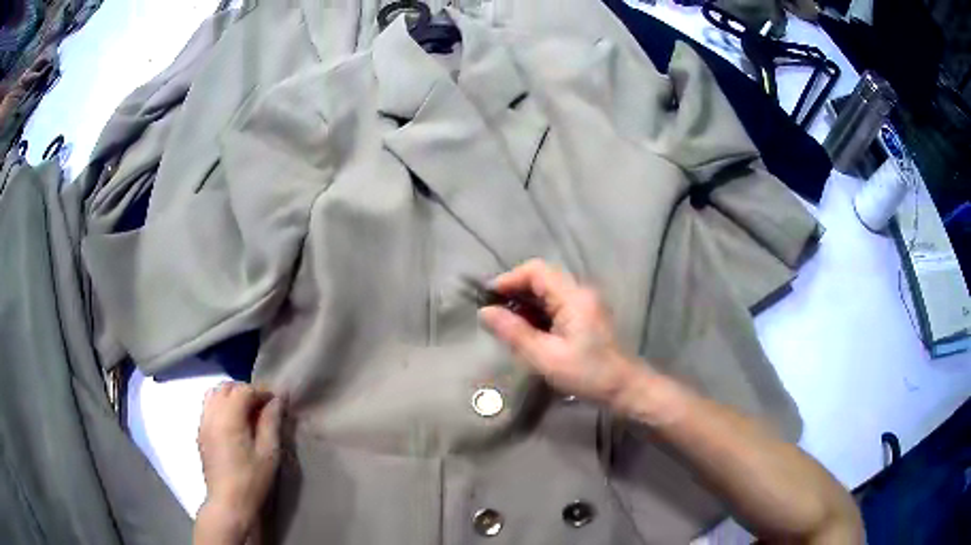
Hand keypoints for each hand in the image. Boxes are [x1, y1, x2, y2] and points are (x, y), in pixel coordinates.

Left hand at [197, 383, 283, 532]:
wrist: (228, 503)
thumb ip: (271, 422)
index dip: (262, 391)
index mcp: (228, 418)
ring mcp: (203, 423)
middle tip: (263, 406)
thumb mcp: (268, 452)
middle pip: (226, 388)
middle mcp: (211, 414)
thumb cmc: (252, 480)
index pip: (244, 390)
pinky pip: (208, 408)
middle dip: (245, 391)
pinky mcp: (200, 433)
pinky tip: (234, 424)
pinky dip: (221, 406)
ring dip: (231, 396)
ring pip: (214, 394)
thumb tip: (277, 400)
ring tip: (247, 412)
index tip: (277, 401)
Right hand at [478, 259, 638, 406]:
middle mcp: (580, 292)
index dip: (509, 279)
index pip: (536, 270)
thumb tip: (484, 312)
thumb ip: (514, 333)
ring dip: (525, 304)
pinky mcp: (585, 316)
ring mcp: (584, 303)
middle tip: (493, 314)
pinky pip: (555, 305)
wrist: (625, 389)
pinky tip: (527, 332)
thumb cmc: (588, 374)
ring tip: (505, 325)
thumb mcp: (546, 357)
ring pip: (547, 292)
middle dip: (515, 292)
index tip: (488, 299)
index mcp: (573, 297)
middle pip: (541, 278)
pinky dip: (537, 313)